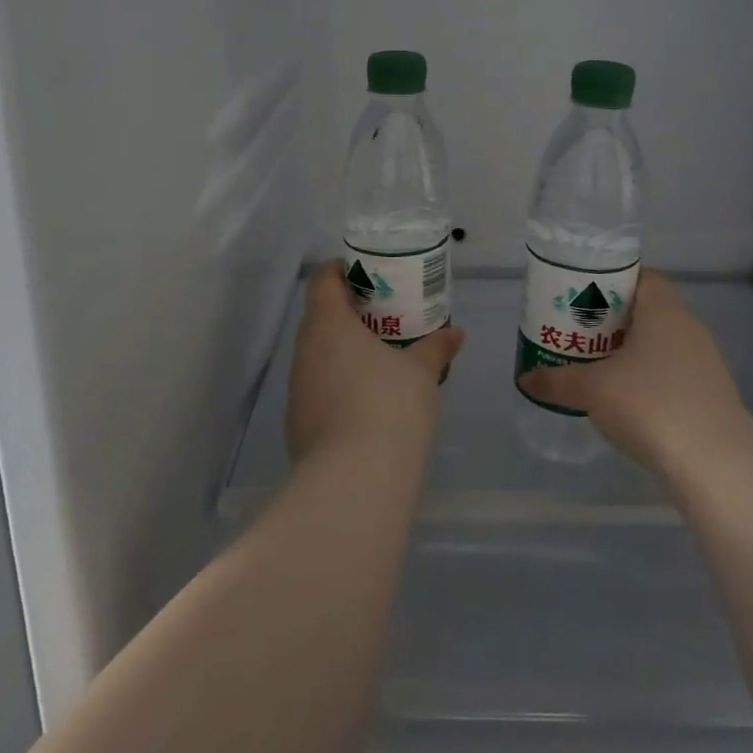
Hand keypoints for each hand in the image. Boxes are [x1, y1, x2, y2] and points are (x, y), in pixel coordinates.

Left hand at [286, 263, 463, 465]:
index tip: (366, 274)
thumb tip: (456, 333)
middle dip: (347, 314)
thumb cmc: (389, 406)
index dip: (340, 271)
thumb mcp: (422, 372)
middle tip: (381, 316)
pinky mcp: (297, 425)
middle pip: (319, 318)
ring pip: (317, 357)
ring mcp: (296, 390)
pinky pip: (317, 391)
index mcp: (328, 325)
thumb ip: (435, 348)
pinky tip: (364, 402)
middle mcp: (304, 351)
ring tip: (376, 359)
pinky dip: (337, 387)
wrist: (354, 481)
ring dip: (341, 352)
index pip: (322, 281)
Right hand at [518, 271, 752, 483]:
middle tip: (581, 332)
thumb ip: (556, 381)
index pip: (642, 277)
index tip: (584, 296)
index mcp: (663, 311)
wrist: (715, 463)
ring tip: (598, 367)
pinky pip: (673, 374)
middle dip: (614, 320)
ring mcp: (705, 364)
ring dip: (632, 352)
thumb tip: (525, 379)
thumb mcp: (592, 389)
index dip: (612, 282)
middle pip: (648, 311)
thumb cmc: (649, 404)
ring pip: (661, 345)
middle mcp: (688, 328)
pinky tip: (628, 401)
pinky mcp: (711, 397)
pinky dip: (650, 380)